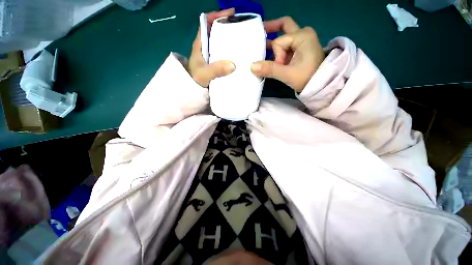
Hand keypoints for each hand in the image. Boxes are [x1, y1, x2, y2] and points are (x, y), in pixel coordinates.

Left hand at [188, 8, 235, 87]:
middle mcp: (205, 47)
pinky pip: (223, 53)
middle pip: (215, 31)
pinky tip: (238, 55)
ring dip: (230, 39)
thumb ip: (216, 70)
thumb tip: (233, 65)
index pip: (207, 23)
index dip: (218, 16)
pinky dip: (230, 52)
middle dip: (227, 26)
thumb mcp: (205, 74)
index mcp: (200, 44)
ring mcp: (210, 55)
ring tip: (243, 40)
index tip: (231, 14)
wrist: (192, 91)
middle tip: (242, 28)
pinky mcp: (214, 63)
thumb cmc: (195, 80)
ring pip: (220, 42)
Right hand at [251, 17, 324, 92]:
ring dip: (272, 43)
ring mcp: (302, 41)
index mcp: (302, 36)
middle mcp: (302, 34)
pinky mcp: (300, 49)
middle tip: (258, 30)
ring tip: (260, 48)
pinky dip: (277, 50)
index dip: (276, 56)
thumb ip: (270, 69)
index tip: (281, 67)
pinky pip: (286, 45)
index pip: (279, 42)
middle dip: (270, 28)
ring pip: (283, 37)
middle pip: (283, 26)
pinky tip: (268, 55)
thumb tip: (252, 67)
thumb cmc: (307, 77)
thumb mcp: (288, 74)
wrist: (321, 84)